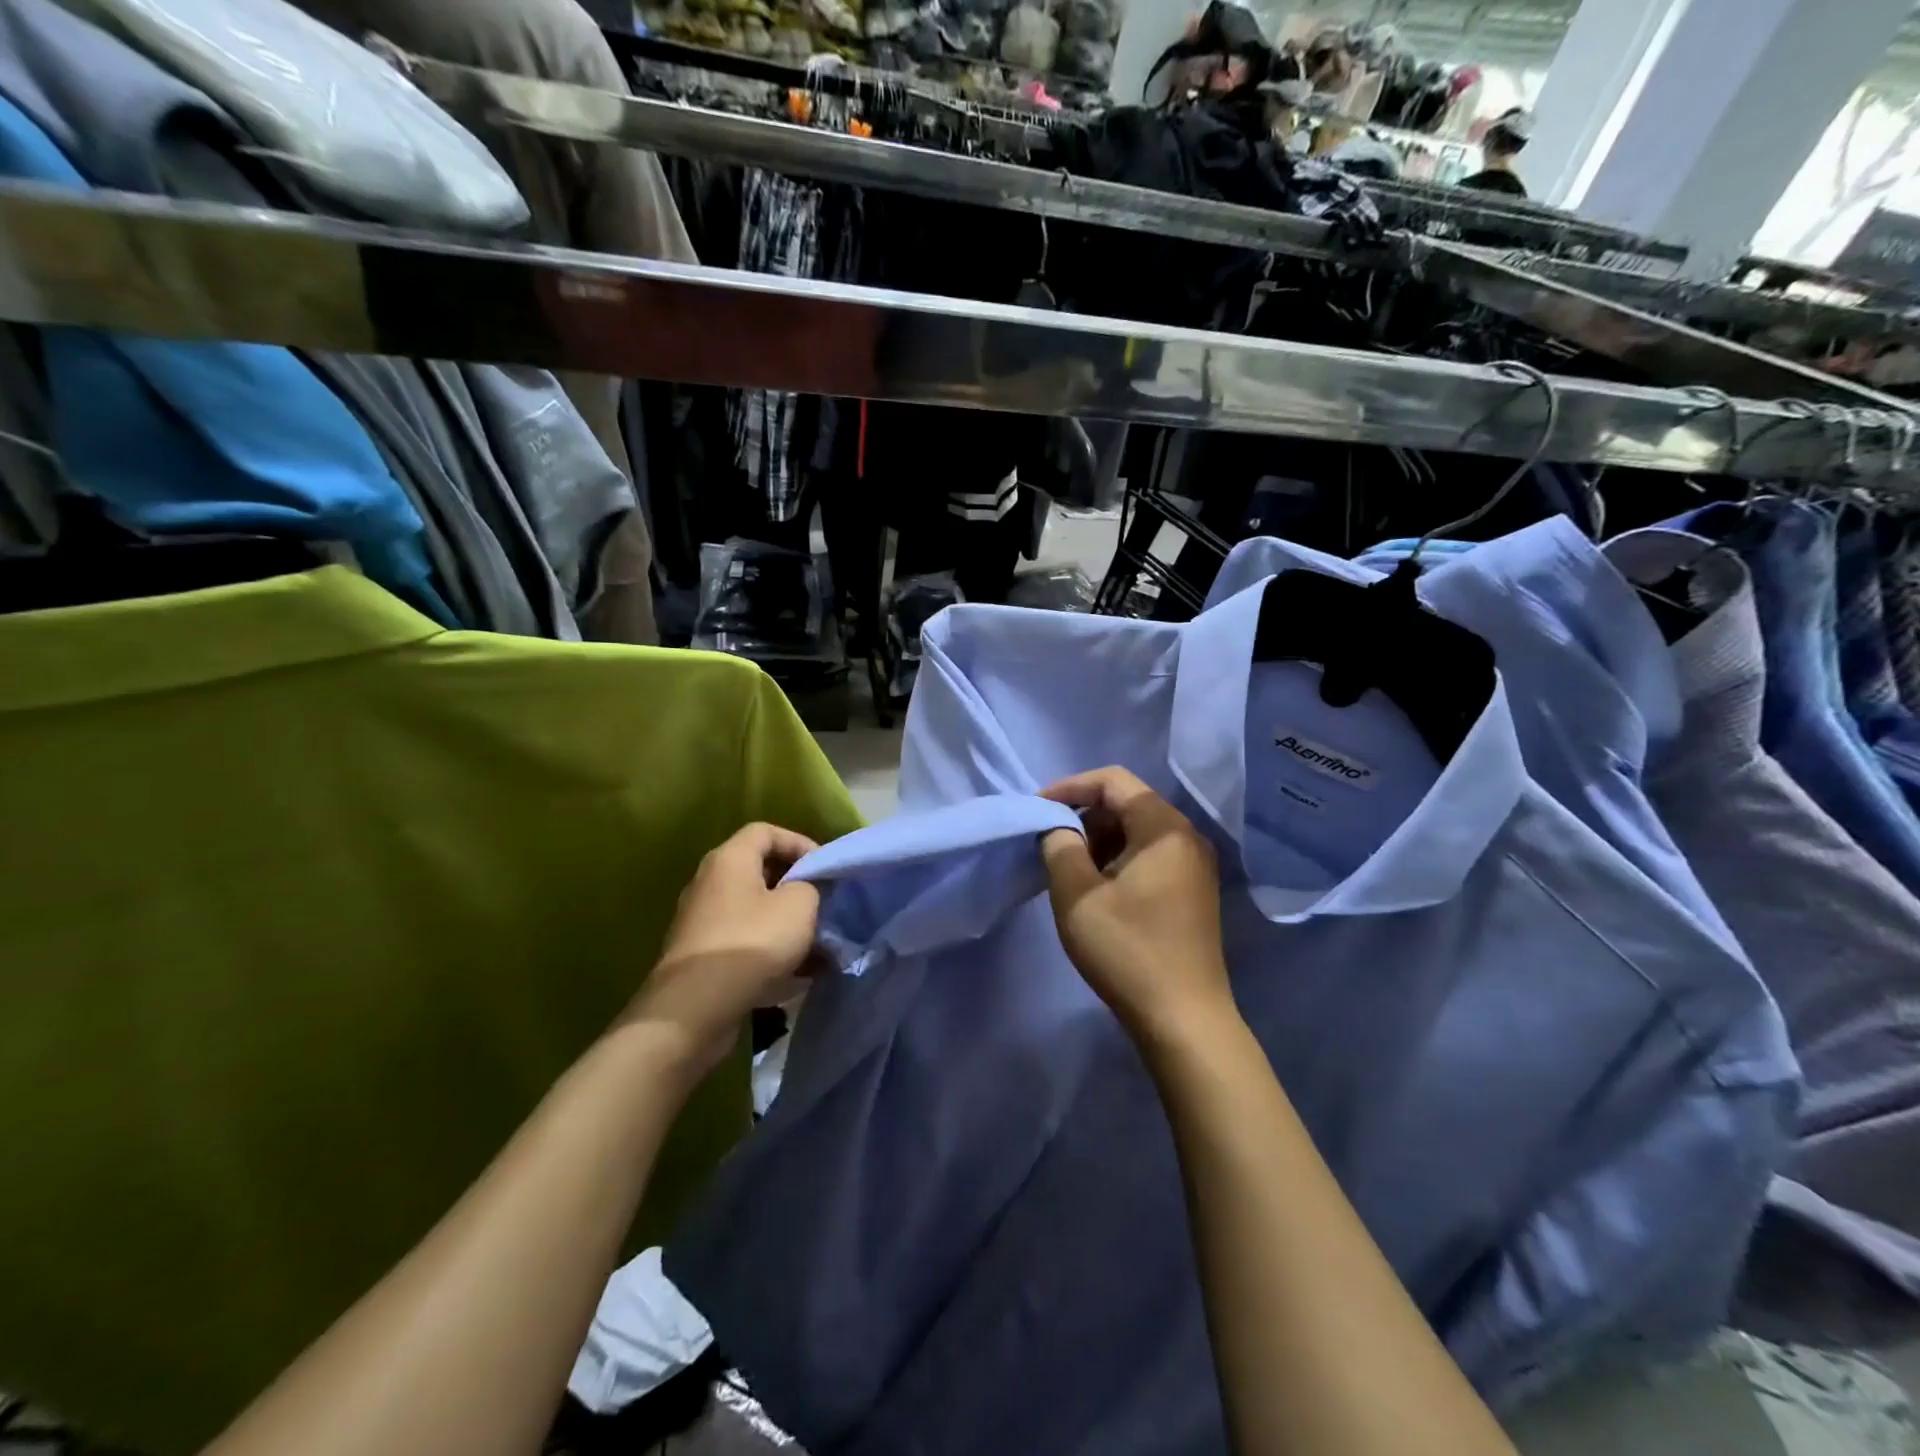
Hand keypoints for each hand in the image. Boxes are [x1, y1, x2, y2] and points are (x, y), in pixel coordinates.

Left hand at [628, 823, 821, 1075]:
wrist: (696, 1008)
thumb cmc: (752, 943)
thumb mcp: (799, 905)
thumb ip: (810, 888)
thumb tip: (804, 893)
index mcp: (729, 859)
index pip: (766, 831)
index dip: (799, 842)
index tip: (823, 868)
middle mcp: (710, 883)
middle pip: (760, 871)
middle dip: (797, 887)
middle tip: (823, 903)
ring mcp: (703, 921)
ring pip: (755, 911)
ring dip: (788, 923)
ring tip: (818, 943)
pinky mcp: (703, 957)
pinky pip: (746, 942)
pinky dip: (772, 952)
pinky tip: (799, 974)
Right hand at [1039, 767, 1233, 1043]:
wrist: (1184, 1019)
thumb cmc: (1127, 950)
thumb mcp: (1077, 894)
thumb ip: (1059, 845)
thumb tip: (1058, 827)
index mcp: (1164, 827)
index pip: (1113, 781)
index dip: (1070, 787)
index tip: (1037, 810)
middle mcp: (1186, 837)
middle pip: (1128, 803)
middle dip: (1084, 817)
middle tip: (1051, 846)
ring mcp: (1195, 866)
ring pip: (1138, 832)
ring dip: (1099, 842)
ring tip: (1070, 872)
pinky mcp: (1193, 892)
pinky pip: (1150, 856)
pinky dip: (1119, 861)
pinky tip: (1098, 892)